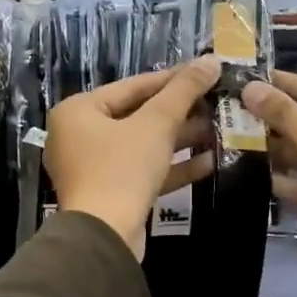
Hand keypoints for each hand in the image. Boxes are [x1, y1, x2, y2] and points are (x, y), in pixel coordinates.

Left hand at [45, 56, 219, 260]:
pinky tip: (209, 162)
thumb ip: (183, 91)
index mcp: (78, 111)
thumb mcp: (156, 124)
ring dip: (180, 139)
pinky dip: (172, 167)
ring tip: (218, 130)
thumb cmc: (122, 169)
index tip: (205, 73)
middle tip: (215, 103)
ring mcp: (93, 168)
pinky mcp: (110, 194)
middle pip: (137, 116)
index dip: (172, 79)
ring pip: (143, 146)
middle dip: (179, 112)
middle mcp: (79, 136)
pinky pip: (143, 172)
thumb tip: (210, 60)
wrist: (105, 237)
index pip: (132, 86)